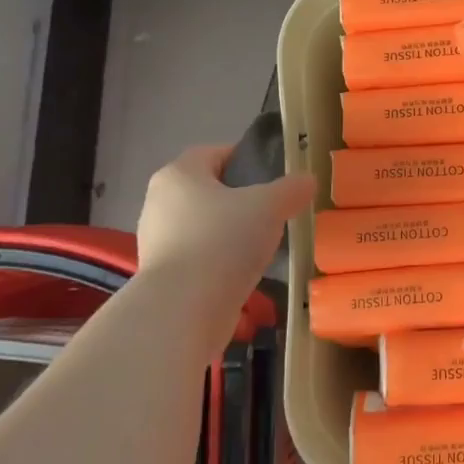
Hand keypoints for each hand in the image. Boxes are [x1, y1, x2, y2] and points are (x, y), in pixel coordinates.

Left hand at [136, 143, 315, 289]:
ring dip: (229, 233)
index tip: (273, 177)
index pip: (215, 153)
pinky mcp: (160, 275)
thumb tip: (307, 181)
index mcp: (178, 174)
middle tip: (272, 212)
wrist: (183, 310)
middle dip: (240, 200)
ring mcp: (156, 241)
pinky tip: (242, 273)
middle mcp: (158, 202)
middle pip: (208, 190)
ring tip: (261, 246)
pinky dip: (219, 261)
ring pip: (203, 225)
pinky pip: (197, 256)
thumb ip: (292, 188)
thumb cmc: (223, 241)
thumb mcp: (270, 206)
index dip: (246, 159)